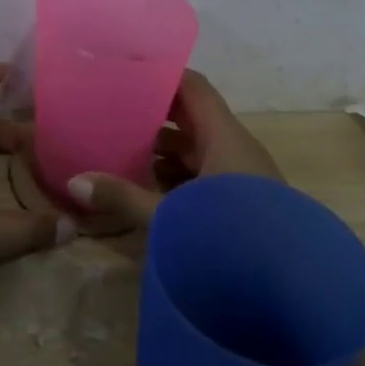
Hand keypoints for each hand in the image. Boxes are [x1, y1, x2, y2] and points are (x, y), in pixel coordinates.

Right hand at [69, 70, 279, 226]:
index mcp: (225, 137)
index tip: (127, 73)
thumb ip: (123, 197)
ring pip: (200, 148)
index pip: (193, 88)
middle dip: (156, 114)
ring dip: (166, 149)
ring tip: (125, 148)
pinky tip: (153, 188)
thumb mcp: (170, 216)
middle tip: (115, 109)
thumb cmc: (228, 237)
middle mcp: (237, 148)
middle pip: (193, 117)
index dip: (162, 76)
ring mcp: (243, 177)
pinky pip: (208, 174)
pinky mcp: (244, 203)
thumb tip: (74, 182)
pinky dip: (180, 174)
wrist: (291, 292)